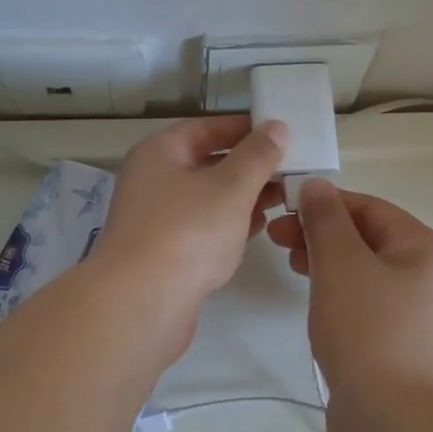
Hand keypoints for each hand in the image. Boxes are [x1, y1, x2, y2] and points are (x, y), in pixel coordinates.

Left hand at [94, 116, 286, 338]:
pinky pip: (203, 228)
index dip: (245, 128)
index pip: (207, 128)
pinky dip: (229, 224)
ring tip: (283, 199)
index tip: (283, 133)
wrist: (141, 304)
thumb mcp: (231, 187)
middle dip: (249, 166)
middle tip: (291, 171)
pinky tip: (259, 228)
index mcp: (160, 153)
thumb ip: (258, 156)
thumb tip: (276, 127)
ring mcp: (156, 219)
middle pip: (207, 163)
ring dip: (243, 197)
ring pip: (207, 198)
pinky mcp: (164, 253)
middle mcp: (153, 180)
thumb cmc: (187, 232)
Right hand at [267, 179, 432, 400]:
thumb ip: (326, 218)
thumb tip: (317, 186)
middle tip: (276, 238)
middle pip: (366, 237)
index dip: (325, 202)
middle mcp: (427, 276)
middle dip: (320, 232)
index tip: (283, 208)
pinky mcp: (397, 342)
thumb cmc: (367, 330)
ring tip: (289, 264)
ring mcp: (415, 312)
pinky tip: (312, 298)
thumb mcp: (341, 263)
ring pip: (362, 269)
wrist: (391, 421)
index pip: (369, 207)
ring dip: (324, 259)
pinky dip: (335, 290)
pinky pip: (363, 300)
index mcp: (424, 249)